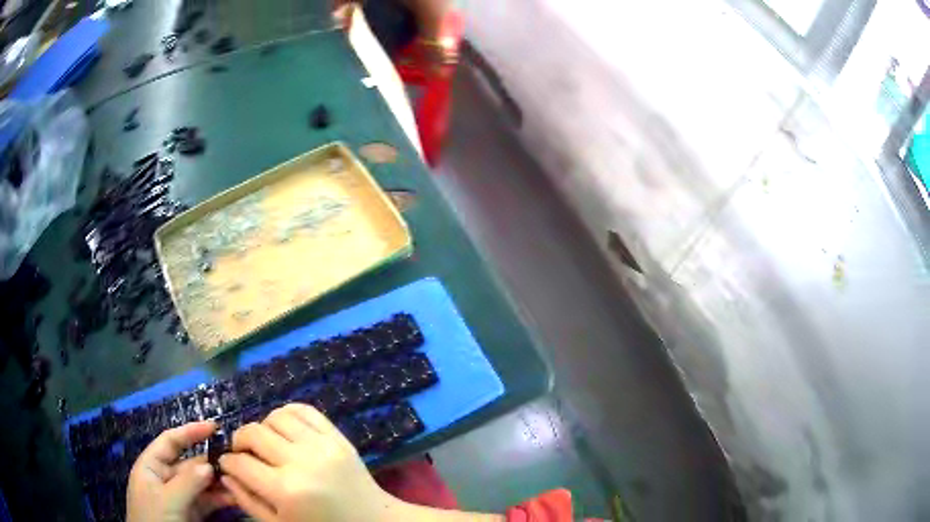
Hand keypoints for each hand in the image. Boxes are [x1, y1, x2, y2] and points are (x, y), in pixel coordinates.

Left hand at [127, 421, 234, 521]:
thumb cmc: (155, 519)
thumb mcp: (168, 500)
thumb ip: (188, 482)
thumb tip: (210, 465)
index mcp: (151, 466)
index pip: (170, 442)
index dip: (190, 432)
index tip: (214, 426)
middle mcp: (165, 478)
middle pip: (189, 464)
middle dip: (210, 461)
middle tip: (236, 461)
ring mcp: (179, 497)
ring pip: (201, 484)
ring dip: (219, 482)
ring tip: (240, 480)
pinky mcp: (191, 514)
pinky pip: (207, 501)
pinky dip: (221, 499)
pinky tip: (235, 497)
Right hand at [219, 404, 397, 521]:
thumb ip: (248, 502)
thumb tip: (225, 473)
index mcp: (286, 491)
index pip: (241, 463)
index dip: (227, 461)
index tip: (227, 463)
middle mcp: (302, 462)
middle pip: (253, 432)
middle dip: (239, 441)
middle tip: (243, 453)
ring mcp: (323, 446)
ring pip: (275, 416)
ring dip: (263, 427)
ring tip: (266, 444)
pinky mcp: (339, 437)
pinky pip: (305, 409)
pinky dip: (287, 413)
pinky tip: (284, 429)